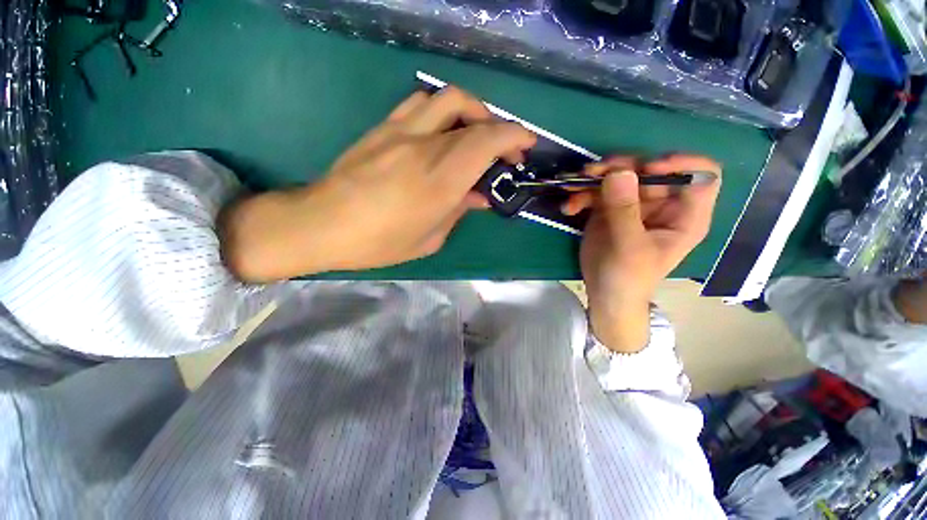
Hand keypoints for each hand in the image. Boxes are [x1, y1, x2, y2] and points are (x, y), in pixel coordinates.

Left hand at [220, 88, 535, 281]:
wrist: (322, 224)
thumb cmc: (380, 242)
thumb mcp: (430, 238)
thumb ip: (459, 210)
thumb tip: (479, 196)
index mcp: (440, 180)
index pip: (487, 140)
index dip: (514, 135)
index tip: (526, 145)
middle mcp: (424, 146)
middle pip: (472, 115)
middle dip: (498, 128)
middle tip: (502, 150)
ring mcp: (400, 132)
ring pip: (446, 98)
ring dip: (470, 111)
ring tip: (473, 134)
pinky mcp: (382, 129)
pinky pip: (419, 103)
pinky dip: (441, 111)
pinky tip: (440, 133)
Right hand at [570, 154, 721, 352]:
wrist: (604, 293)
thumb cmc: (628, 277)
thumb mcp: (628, 247)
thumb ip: (624, 211)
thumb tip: (619, 172)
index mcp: (684, 214)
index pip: (702, 174)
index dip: (680, 163)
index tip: (648, 168)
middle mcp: (662, 203)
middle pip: (650, 168)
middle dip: (620, 167)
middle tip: (593, 173)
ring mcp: (633, 204)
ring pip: (620, 175)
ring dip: (594, 179)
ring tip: (573, 188)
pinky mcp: (609, 208)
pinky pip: (597, 191)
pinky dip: (582, 195)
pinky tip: (570, 208)